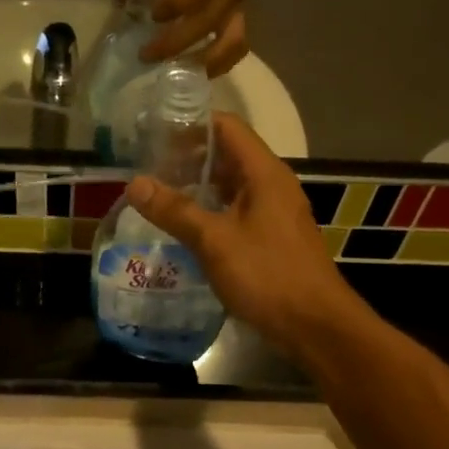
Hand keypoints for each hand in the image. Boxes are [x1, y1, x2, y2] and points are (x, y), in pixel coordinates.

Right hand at [124, 114, 354, 356]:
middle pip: (227, 155)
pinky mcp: (270, 238)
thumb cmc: (267, 275)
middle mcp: (271, 185)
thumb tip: (134, 184)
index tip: (153, 132)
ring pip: (230, 187)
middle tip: (146, 166)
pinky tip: (182, 227)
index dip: (191, 124)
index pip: (227, 127)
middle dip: (187, 157)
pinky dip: (209, 212)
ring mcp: (273, 213)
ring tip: (157, 195)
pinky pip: (235, 212)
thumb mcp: (214, 241)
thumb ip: (175, 210)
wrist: (314, 325)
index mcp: (264, 173)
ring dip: (196, 187)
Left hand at [141, 0, 256, 76]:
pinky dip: (219, 65)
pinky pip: (237, 48)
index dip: (175, 5)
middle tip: (146, 55)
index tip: (153, 16)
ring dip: (201, 62)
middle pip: (207, 22)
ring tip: (173, 74)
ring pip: (229, 42)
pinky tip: (197, 74)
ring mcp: (242, 5)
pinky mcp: (244, 19)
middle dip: (174, 43)